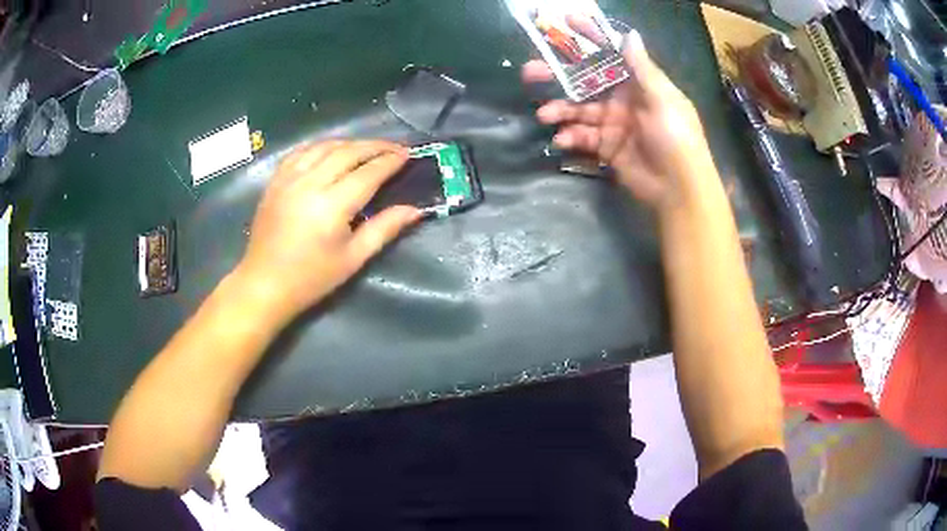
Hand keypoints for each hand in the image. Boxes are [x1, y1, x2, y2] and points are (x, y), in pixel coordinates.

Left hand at [236, 140, 420, 320]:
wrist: (264, 284)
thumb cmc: (311, 278)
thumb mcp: (353, 258)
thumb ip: (384, 229)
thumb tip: (415, 210)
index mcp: (331, 206)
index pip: (368, 173)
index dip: (390, 161)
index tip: (408, 154)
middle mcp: (310, 184)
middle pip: (348, 152)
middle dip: (375, 146)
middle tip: (395, 147)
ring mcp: (289, 179)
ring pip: (324, 146)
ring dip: (349, 143)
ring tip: (366, 149)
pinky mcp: (275, 181)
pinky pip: (300, 152)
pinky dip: (320, 146)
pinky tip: (330, 150)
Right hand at [523, 30, 714, 209]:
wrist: (679, 188)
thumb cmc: (676, 137)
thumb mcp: (662, 99)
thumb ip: (642, 68)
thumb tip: (630, 34)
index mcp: (639, 83)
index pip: (610, 54)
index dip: (590, 37)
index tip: (566, 22)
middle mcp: (623, 99)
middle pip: (585, 80)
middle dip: (558, 75)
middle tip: (530, 72)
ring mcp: (613, 123)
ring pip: (579, 110)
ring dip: (559, 110)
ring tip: (543, 115)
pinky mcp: (606, 147)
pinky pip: (583, 137)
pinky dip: (570, 137)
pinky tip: (562, 139)